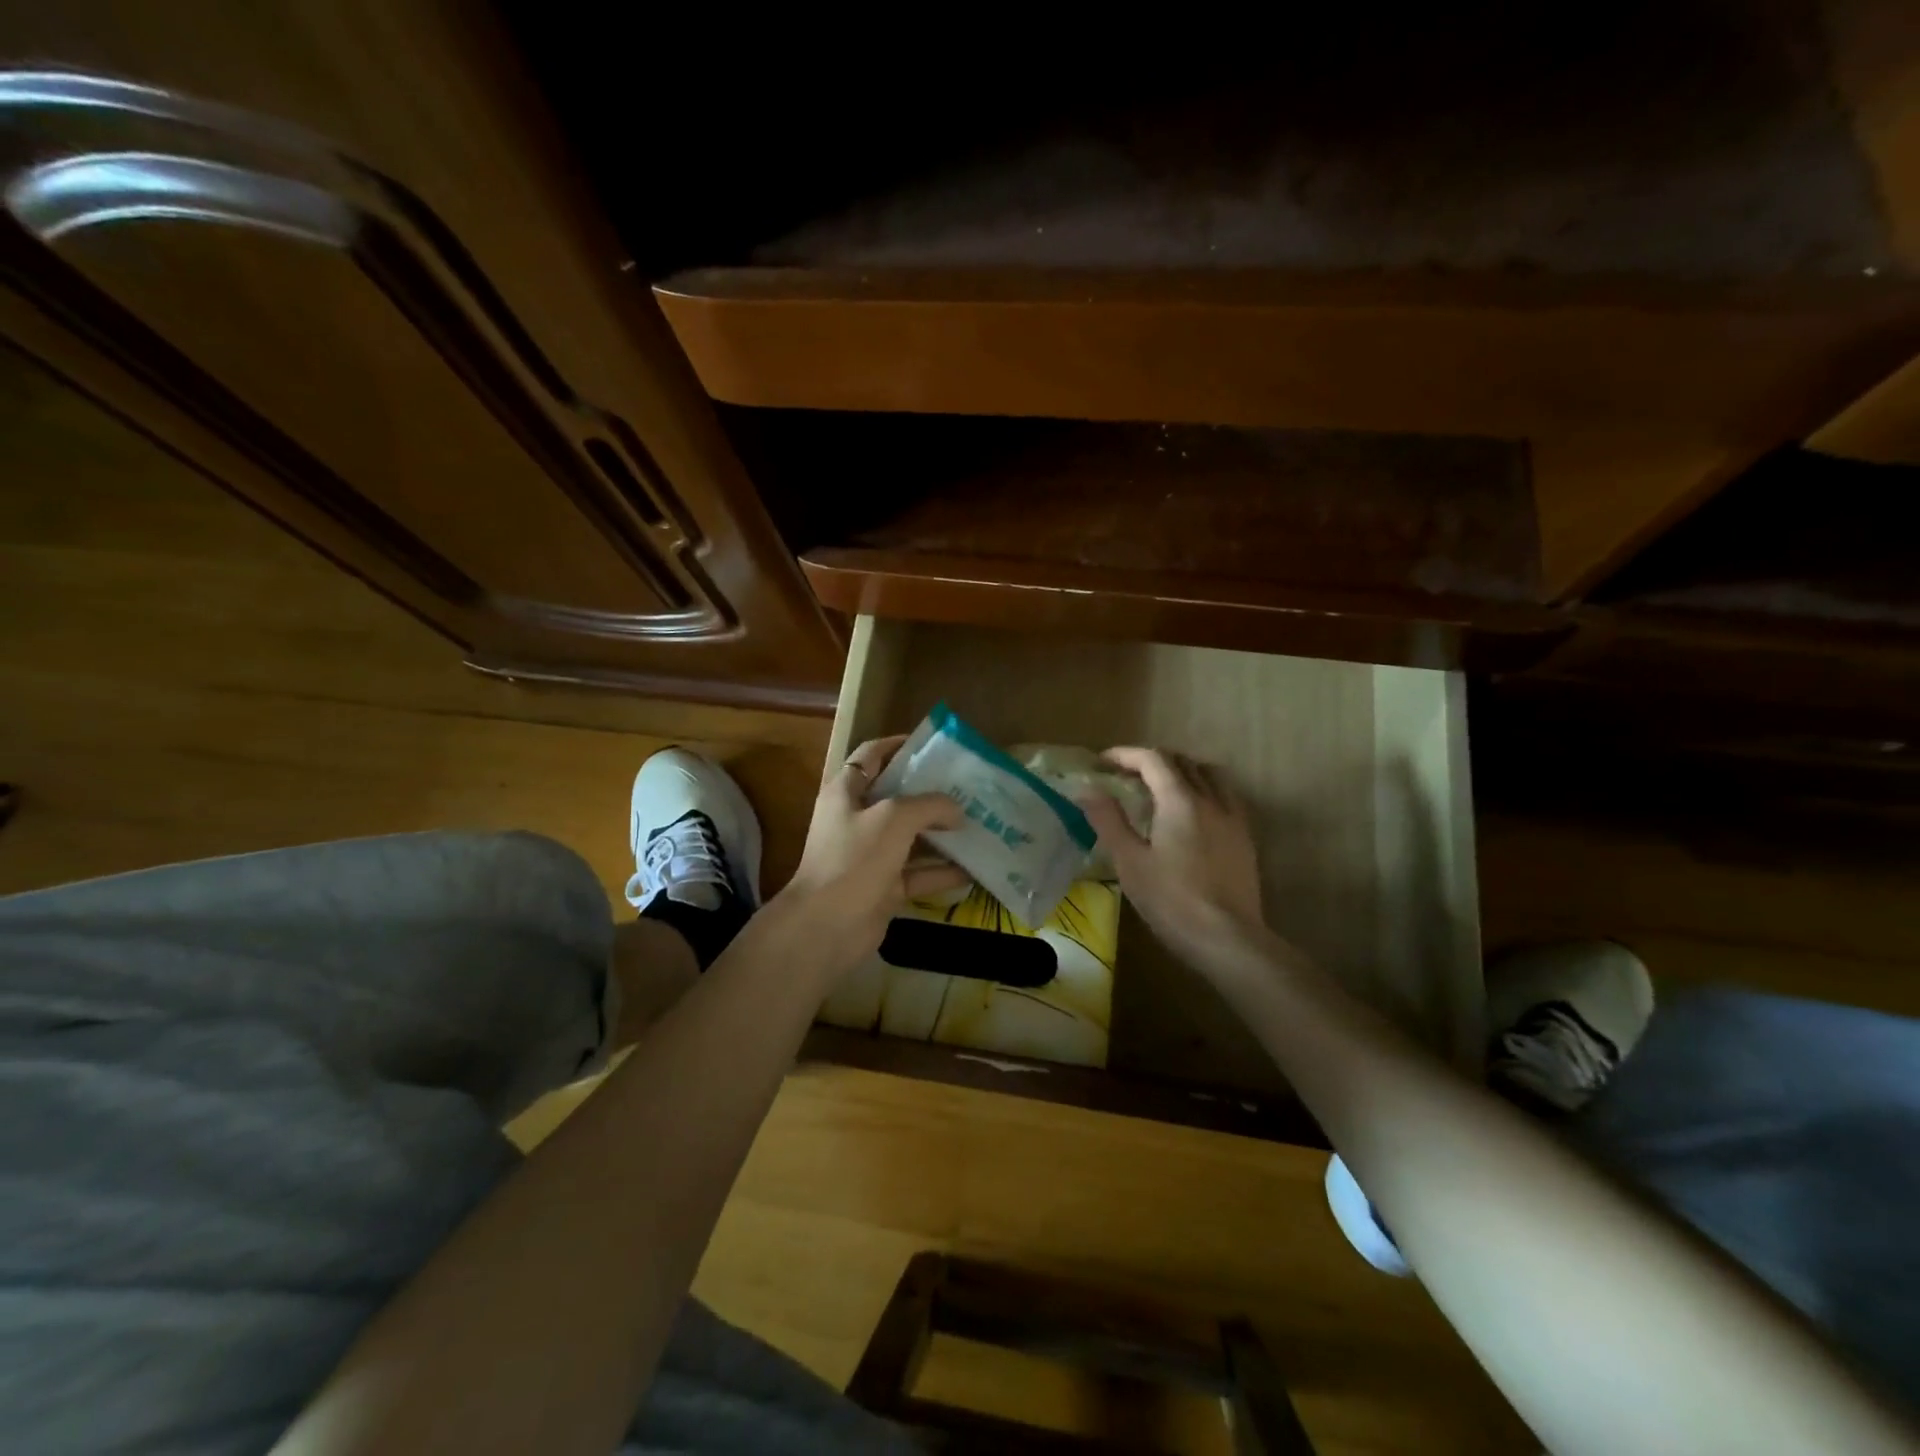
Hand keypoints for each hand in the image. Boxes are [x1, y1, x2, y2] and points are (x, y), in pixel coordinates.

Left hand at [775, 735, 968, 975]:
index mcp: (846, 791)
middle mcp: (856, 819)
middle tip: (968, 787)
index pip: (871, 755)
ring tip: (980, 824)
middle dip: (932, 793)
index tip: (933, 746)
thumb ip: (929, 806)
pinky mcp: (883, 887)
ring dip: (942, 833)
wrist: (827, 926)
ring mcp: (870, 855)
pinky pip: (918, 873)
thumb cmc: (854, 858)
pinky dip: (942, 871)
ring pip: (911, 837)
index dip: (899, 745)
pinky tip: (974, 868)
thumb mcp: (894, 818)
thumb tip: (957, 810)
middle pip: (897, 797)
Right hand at [1078, 747, 1265, 972]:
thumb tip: (1087, 789)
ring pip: (1209, 775)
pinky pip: (1225, 797)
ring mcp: (1233, 818)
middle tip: (1126, 776)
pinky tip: (1191, 815)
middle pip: (1183, 762)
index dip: (1126, 755)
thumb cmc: (1171, 900)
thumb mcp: (1129, 861)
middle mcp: (1211, 799)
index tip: (1103, 763)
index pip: (1153, 759)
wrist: (1227, 939)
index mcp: (1180, 800)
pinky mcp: (1245, 838)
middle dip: (1152, 761)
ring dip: (1182, 772)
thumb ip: (1108, 820)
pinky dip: (1203, 791)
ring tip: (1161, 789)